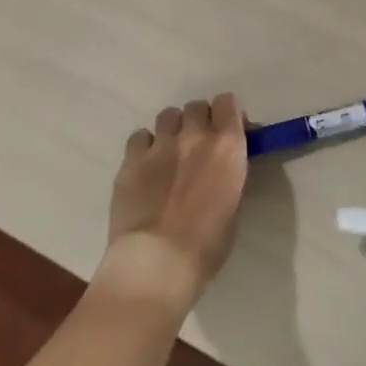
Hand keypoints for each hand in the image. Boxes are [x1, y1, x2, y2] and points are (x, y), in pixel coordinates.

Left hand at [99, 95, 247, 316]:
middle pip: (196, 106)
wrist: (156, 263)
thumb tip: (226, 164)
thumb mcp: (234, 206)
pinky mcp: (130, 160)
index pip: (227, 102)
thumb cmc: (206, 245)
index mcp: (227, 146)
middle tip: (198, 146)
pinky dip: (145, 146)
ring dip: (173, 129)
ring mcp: (160, 145)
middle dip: (199, 121)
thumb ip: (230, 174)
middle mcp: (195, 136)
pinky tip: (146, 167)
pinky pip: (140, 137)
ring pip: (167, 116)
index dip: (227, 115)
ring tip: (170, 154)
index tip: (228, 132)